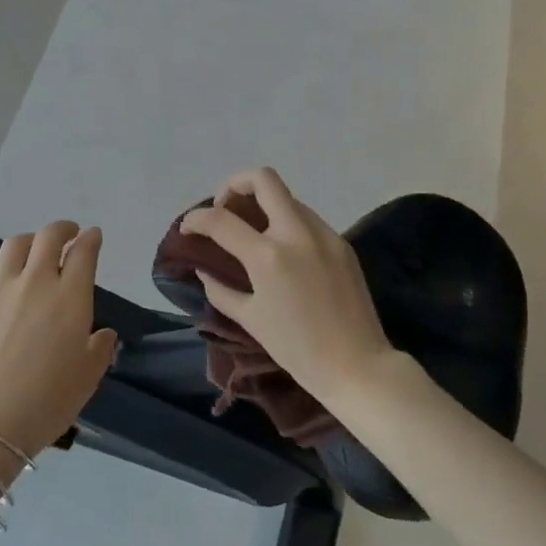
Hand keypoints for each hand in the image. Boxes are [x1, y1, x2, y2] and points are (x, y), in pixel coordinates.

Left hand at [0, 220, 118, 459]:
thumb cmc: (46, 402)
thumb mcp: (88, 378)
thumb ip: (100, 348)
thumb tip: (102, 333)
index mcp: (70, 297)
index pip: (83, 252)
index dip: (91, 239)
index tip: (93, 236)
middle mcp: (35, 282)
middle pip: (48, 237)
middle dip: (63, 229)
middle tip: (69, 234)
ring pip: (15, 245)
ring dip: (30, 241)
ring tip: (34, 250)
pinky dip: (2, 266)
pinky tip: (3, 277)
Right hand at [180, 167, 394, 406]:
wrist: (357, 365)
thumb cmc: (297, 349)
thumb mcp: (250, 320)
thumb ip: (220, 290)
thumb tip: (204, 269)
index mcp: (268, 256)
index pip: (221, 220)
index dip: (196, 219)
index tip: (188, 227)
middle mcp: (296, 233)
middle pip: (263, 179)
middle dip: (235, 185)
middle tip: (224, 209)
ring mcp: (324, 234)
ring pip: (287, 197)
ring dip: (263, 203)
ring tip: (252, 230)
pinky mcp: (341, 243)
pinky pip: (307, 218)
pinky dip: (286, 222)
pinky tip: (282, 249)